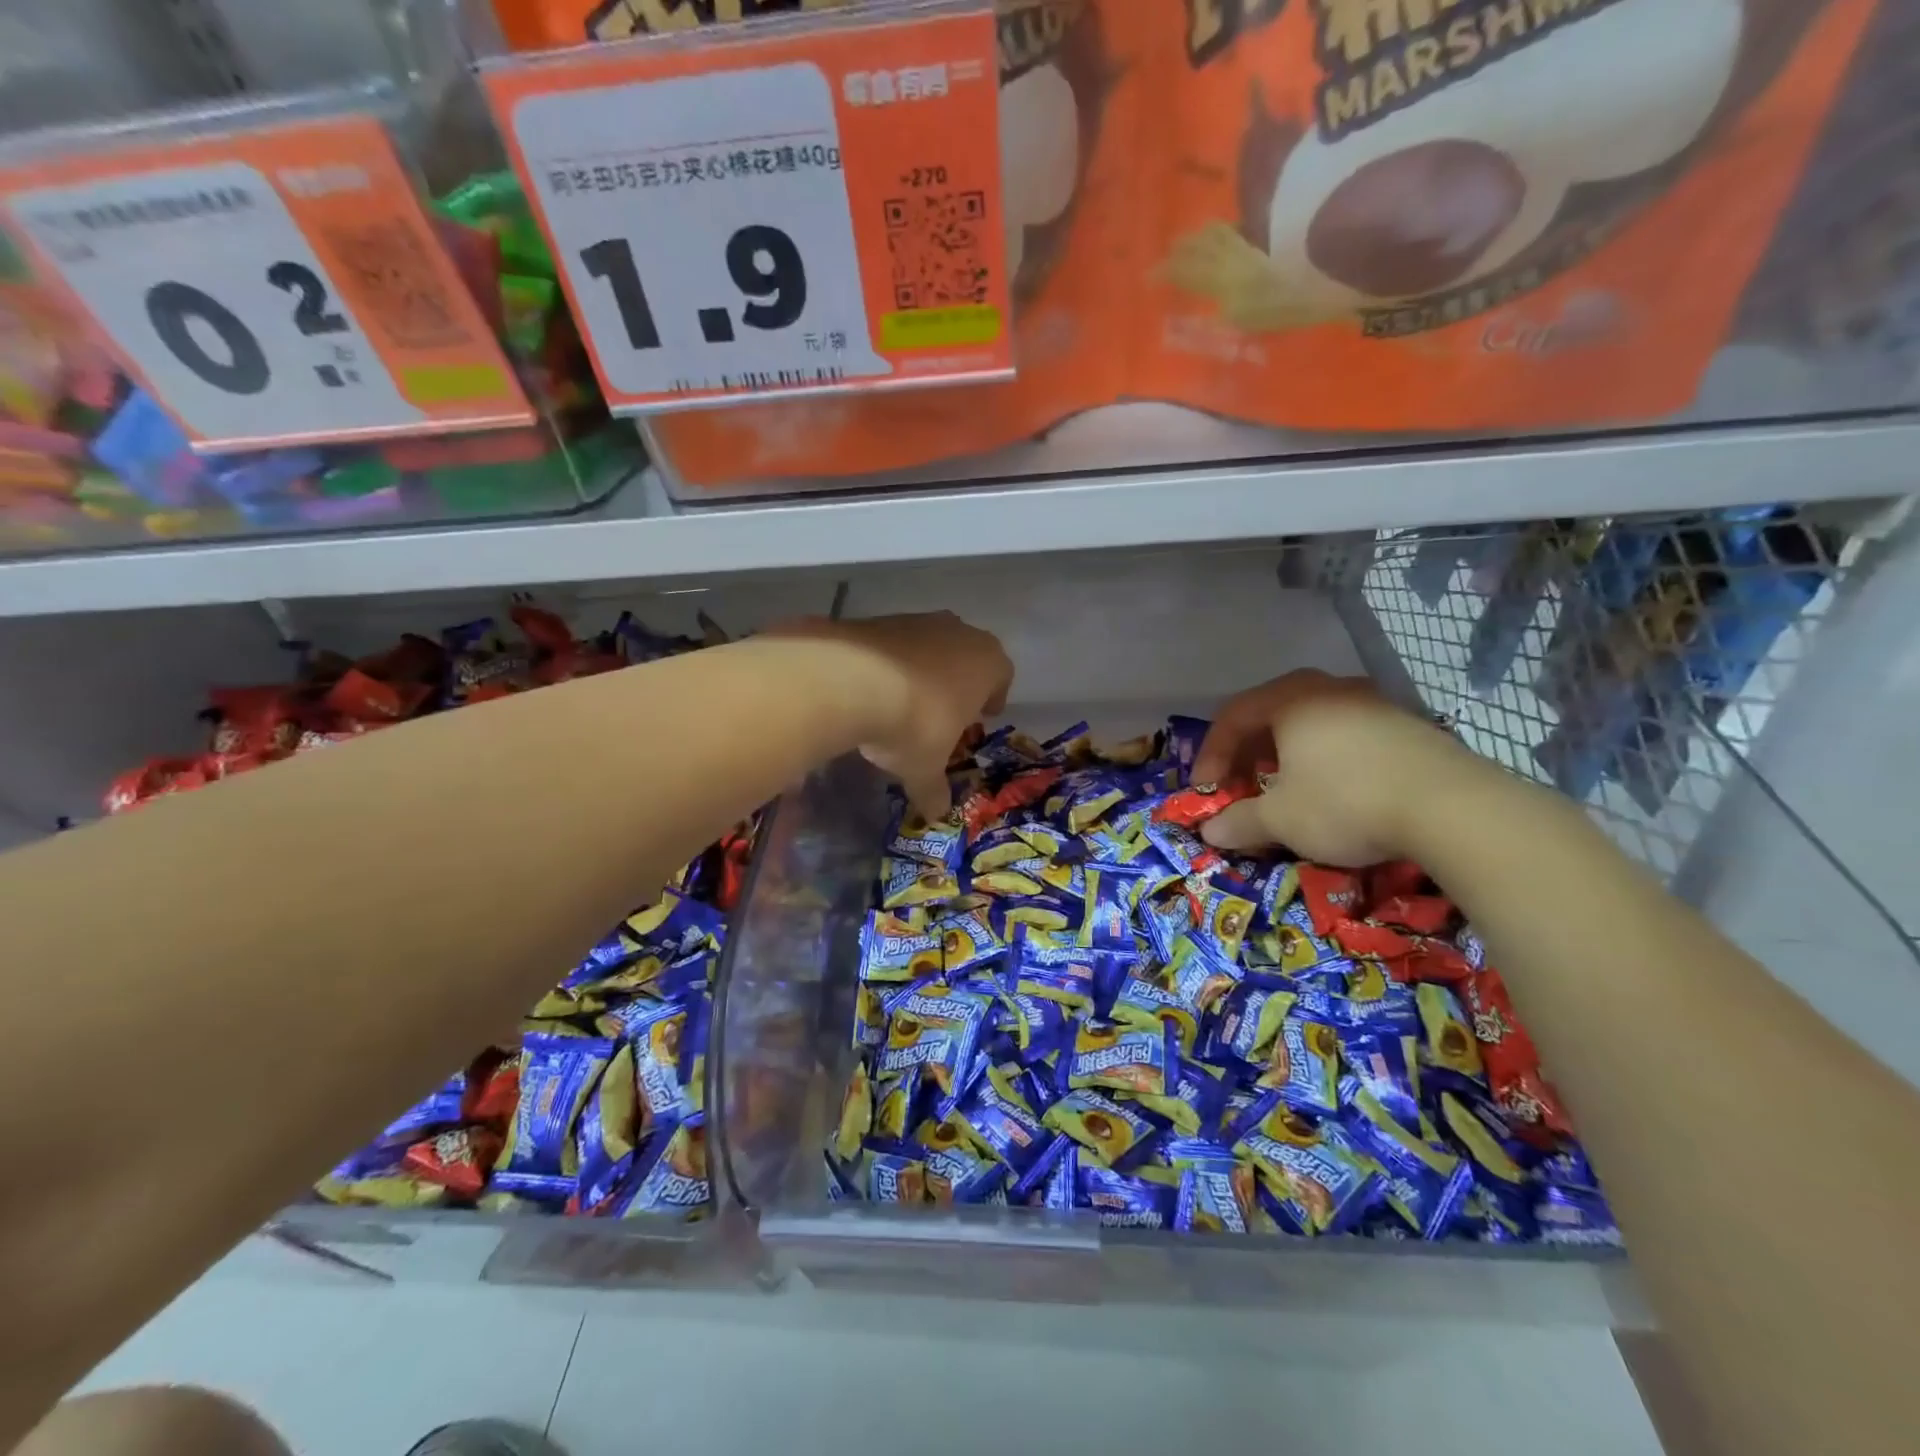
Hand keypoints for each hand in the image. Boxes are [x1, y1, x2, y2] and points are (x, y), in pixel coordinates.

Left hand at [768, 613, 1011, 818]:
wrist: (850, 680)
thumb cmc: (914, 724)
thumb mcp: (925, 768)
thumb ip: (934, 791)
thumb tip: (936, 815)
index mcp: (988, 662)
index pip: (1002, 676)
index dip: (993, 698)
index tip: (980, 717)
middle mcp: (959, 632)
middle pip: (967, 658)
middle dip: (958, 684)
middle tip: (945, 713)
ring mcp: (917, 620)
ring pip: (930, 647)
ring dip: (922, 672)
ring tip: (903, 705)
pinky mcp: (878, 619)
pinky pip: (892, 646)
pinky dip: (887, 665)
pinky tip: (870, 692)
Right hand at [1192, 670, 1467, 866]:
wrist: (1453, 808)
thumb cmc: (1345, 802)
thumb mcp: (1281, 819)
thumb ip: (1239, 822)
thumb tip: (1210, 832)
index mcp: (1290, 698)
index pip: (1232, 717)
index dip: (1210, 756)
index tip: (1205, 792)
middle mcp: (1329, 688)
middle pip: (1271, 715)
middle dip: (1249, 755)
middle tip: (1242, 788)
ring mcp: (1373, 702)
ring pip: (1312, 724)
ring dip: (1287, 757)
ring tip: (1286, 791)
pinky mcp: (1407, 725)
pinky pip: (1347, 736)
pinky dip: (1325, 760)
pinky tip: (1335, 792)